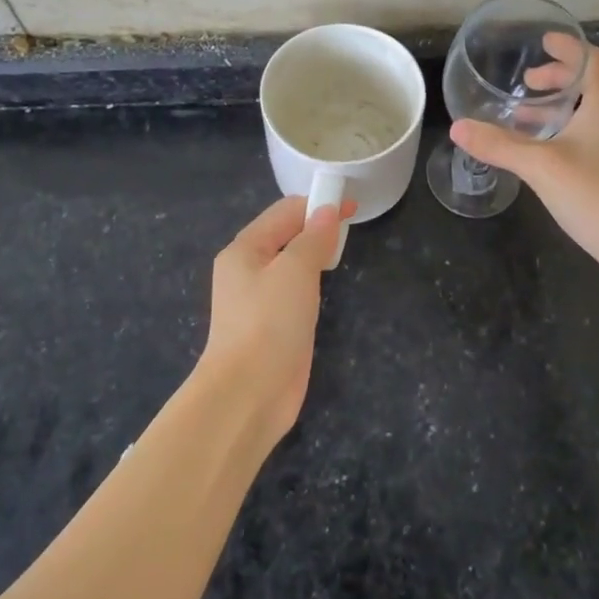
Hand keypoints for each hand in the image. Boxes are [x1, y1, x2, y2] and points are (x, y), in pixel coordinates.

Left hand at [201, 196, 355, 444]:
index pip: (284, 212)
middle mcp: (246, 270)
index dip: (318, 204)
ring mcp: (257, 300)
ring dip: (314, 253)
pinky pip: (292, 291)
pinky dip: (311, 281)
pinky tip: (327, 286)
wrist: (248, 394)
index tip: (353, 206)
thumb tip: (328, 212)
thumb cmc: (269, 323)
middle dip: (316, 226)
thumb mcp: (295, 271)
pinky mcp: (271, 326)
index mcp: (244, 249)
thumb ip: (314, 238)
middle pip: (285, 235)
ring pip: (290, 264)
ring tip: (342, 251)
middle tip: (351, 228)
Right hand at [451, 38, 598, 292]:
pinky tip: (544, 157)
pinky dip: (566, 134)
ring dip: (559, 109)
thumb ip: (499, 145)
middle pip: (591, 85)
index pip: (592, 60)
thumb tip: (457, 127)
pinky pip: (591, 139)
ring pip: (590, 115)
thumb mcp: (542, 167)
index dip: (569, 47)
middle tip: (526, 83)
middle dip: (558, 78)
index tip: (543, 41)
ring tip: (523, 117)